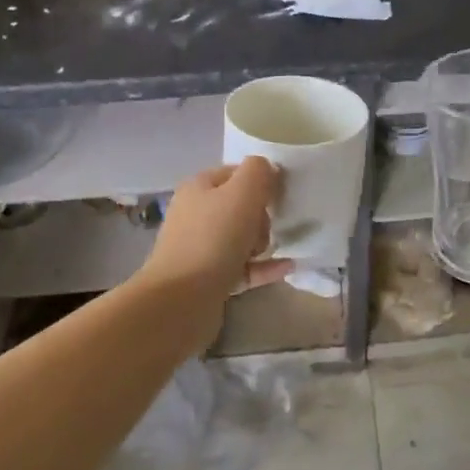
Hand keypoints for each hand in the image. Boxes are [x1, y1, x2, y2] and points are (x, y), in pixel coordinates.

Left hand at [135, 158, 292, 307]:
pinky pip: (244, 267)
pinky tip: (288, 267)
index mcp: (199, 188)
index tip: (279, 195)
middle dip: (262, 216)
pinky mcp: (209, 279)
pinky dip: (264, 267)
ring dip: (263, 242)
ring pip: (241, 238)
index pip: (235, 173)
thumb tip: (267, 169)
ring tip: (276, 249)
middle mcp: (196, 214)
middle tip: (268, 228)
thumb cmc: (214, 238)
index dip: (260, 181)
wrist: (181, 300)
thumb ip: (258, 171)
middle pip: (240, 206)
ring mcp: (201, 248)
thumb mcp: (242, 193)